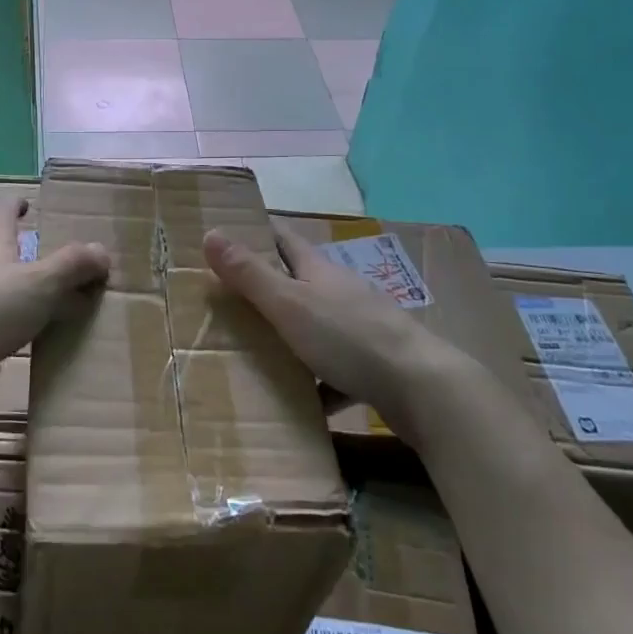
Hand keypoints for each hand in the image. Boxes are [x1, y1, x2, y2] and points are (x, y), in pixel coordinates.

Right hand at [204, 225, 460, 441]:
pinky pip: (335, 369)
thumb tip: (210, 233)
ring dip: (289, 333)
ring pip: (316, 325)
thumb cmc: (349, 337)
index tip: (227, 231)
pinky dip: (317, 381)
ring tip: (254, 350)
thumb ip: (250, 274)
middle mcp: (340, 291)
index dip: (256, 231)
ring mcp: (361, 327)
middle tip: (227, 295)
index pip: (283, 238)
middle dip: (266, 284)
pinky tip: (301, 402)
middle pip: (299, 280)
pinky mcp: (373, 364)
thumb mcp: (289, 304)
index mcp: (319, 270)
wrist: (422, 387)